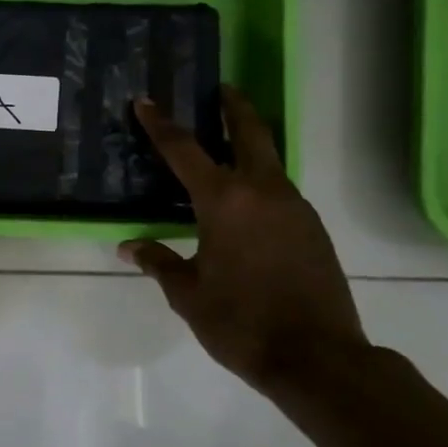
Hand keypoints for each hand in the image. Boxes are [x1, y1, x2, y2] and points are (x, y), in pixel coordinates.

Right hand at [120, 87, 365, 398]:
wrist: (317, 358)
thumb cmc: (241, 322)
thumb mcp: (188, 294)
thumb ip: (159, 262)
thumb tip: (130, 247)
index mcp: (225, 202)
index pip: (184, 150)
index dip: (161, 125)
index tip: (146, 102)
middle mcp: (263, 192)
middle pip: (250, 133)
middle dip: (234, 107)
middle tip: (221, 88)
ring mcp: (295, 208)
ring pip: (269, 162)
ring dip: (249, 145)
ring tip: (227, 146)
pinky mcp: (313, 229)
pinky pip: (281, 191)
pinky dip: (261, 180)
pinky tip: (247, 203)